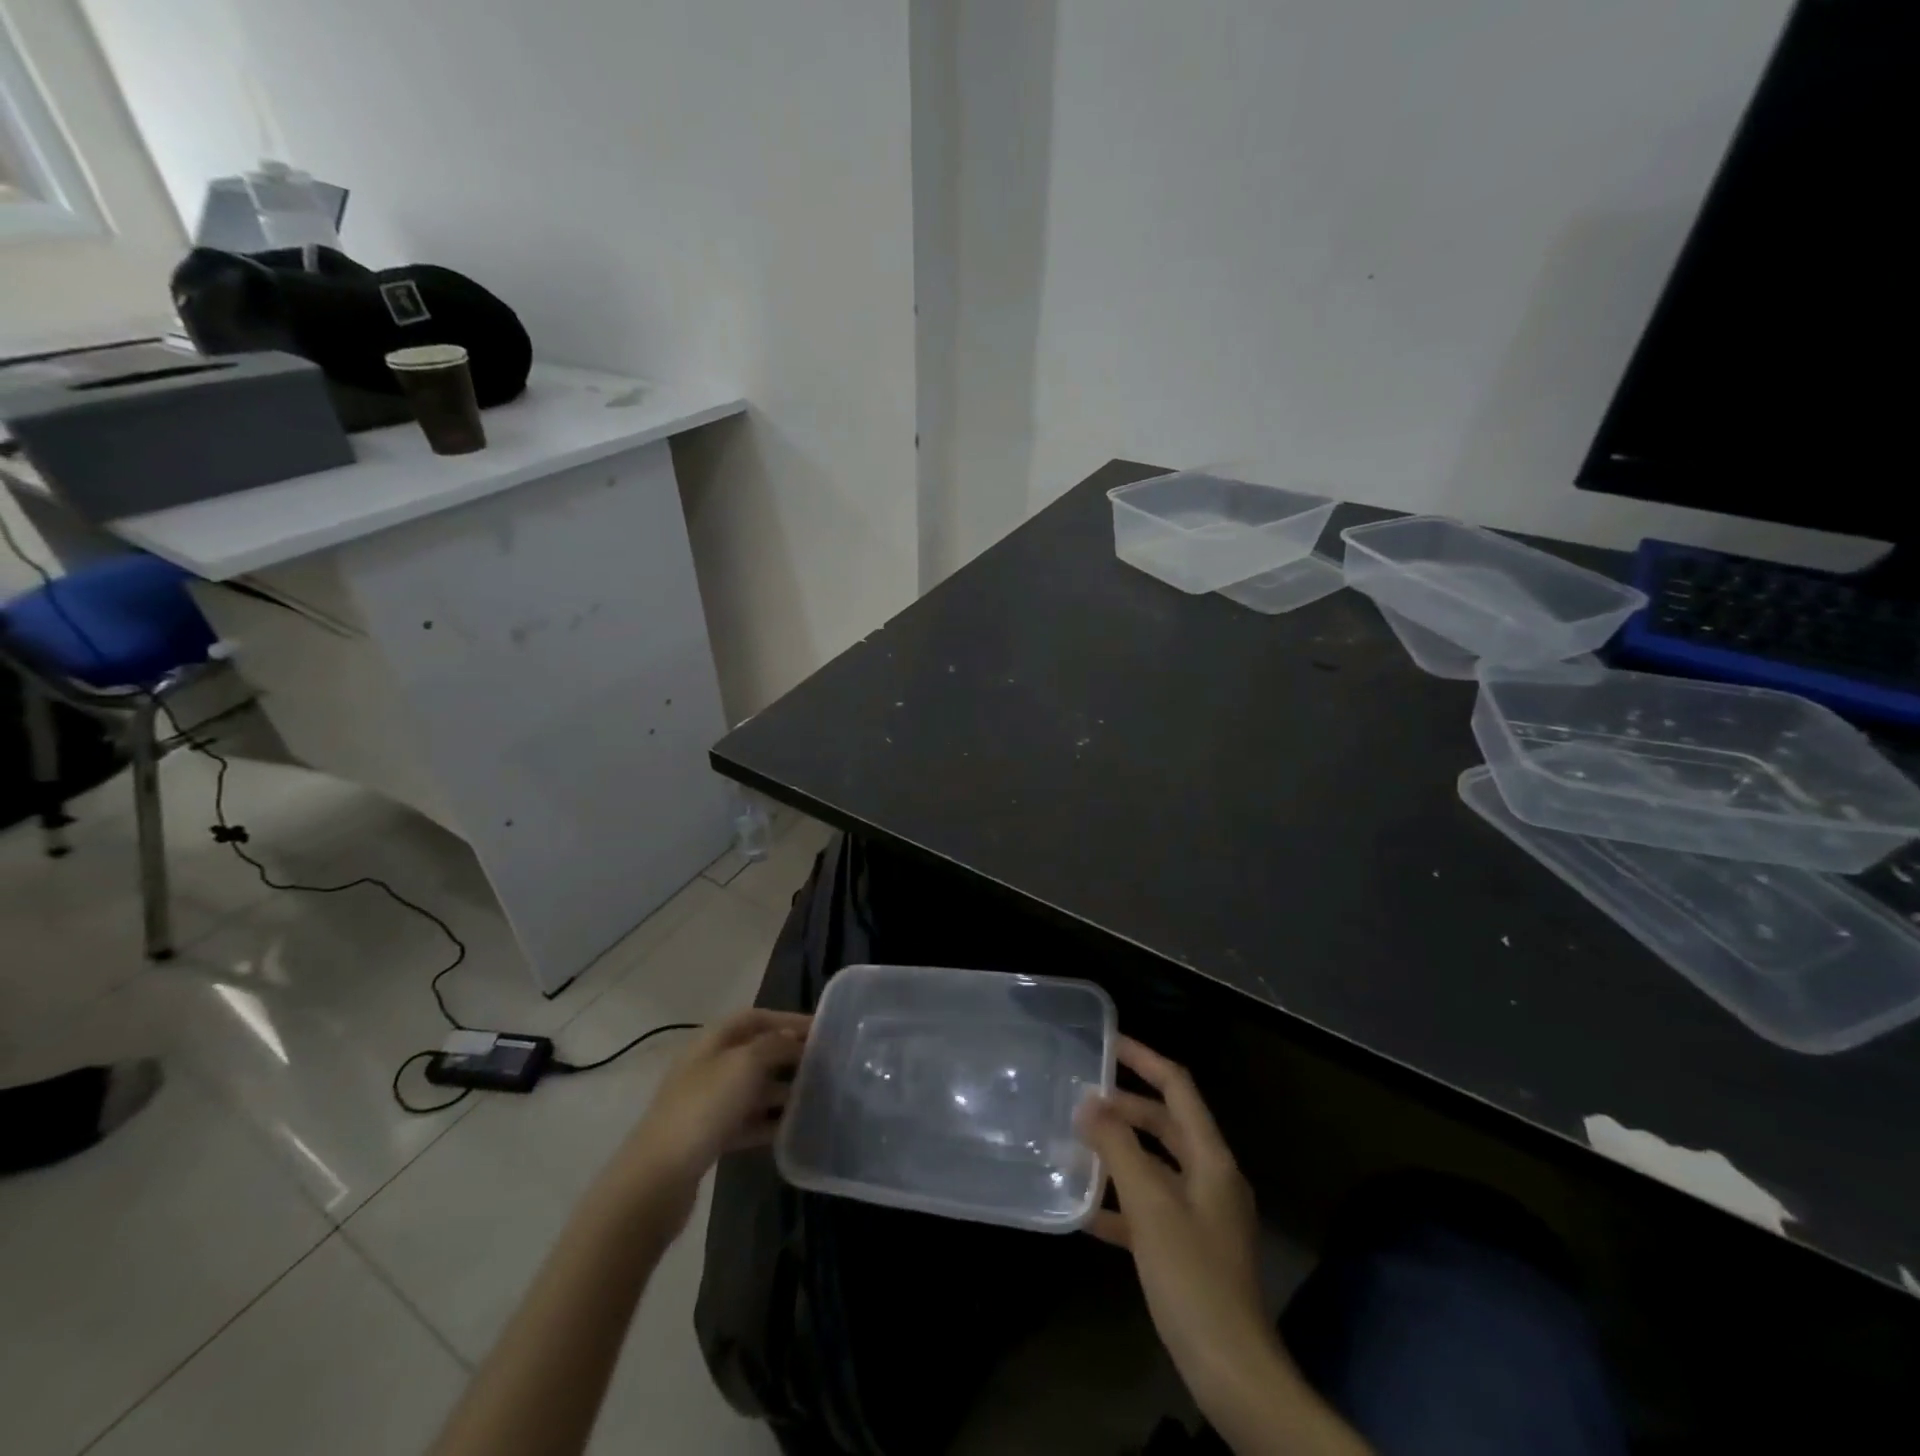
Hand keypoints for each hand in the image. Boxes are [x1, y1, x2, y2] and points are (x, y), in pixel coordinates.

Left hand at [615, 1009, 809, 1223]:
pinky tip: (792, 1128)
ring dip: (781, 1089)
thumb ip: (775, 1045)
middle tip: (823, 1063)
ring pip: (753, 1088)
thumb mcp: (745, 1065)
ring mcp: (707, 1103)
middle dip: (788, 1054)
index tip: (820, 1029)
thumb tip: (794, 1038)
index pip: (754, 1018)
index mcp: (712, 1041)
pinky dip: (768, 1122)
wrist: (658, 1178)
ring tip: (814, 1096)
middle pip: (755, 1051)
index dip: (787, 1019)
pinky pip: (747, 1121)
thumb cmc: (704, 1108)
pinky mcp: (709, 1137)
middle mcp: (708, 1066)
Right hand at [1076, 1037, 1274, 1409]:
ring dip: (1119, 1153)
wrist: (1232, 1371)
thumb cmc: (1192, 1277)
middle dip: (1125, 1107)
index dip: (1144, 1059)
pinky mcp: (1189, 1248)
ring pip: (1155, 1165)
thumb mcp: (1150, 1205)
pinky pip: (1151, 1208)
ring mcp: (1202, 1215)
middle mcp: (1211, 1177)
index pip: (1177, 1087)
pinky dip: (1121, 1202)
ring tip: (1075, 1143)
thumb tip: (1088, 1102)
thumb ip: (1118, 1148)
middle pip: (1166, 1124)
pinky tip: (1084, 1209)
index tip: (1108, 1042)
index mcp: (1211, 1158)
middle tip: (1081, 1097)